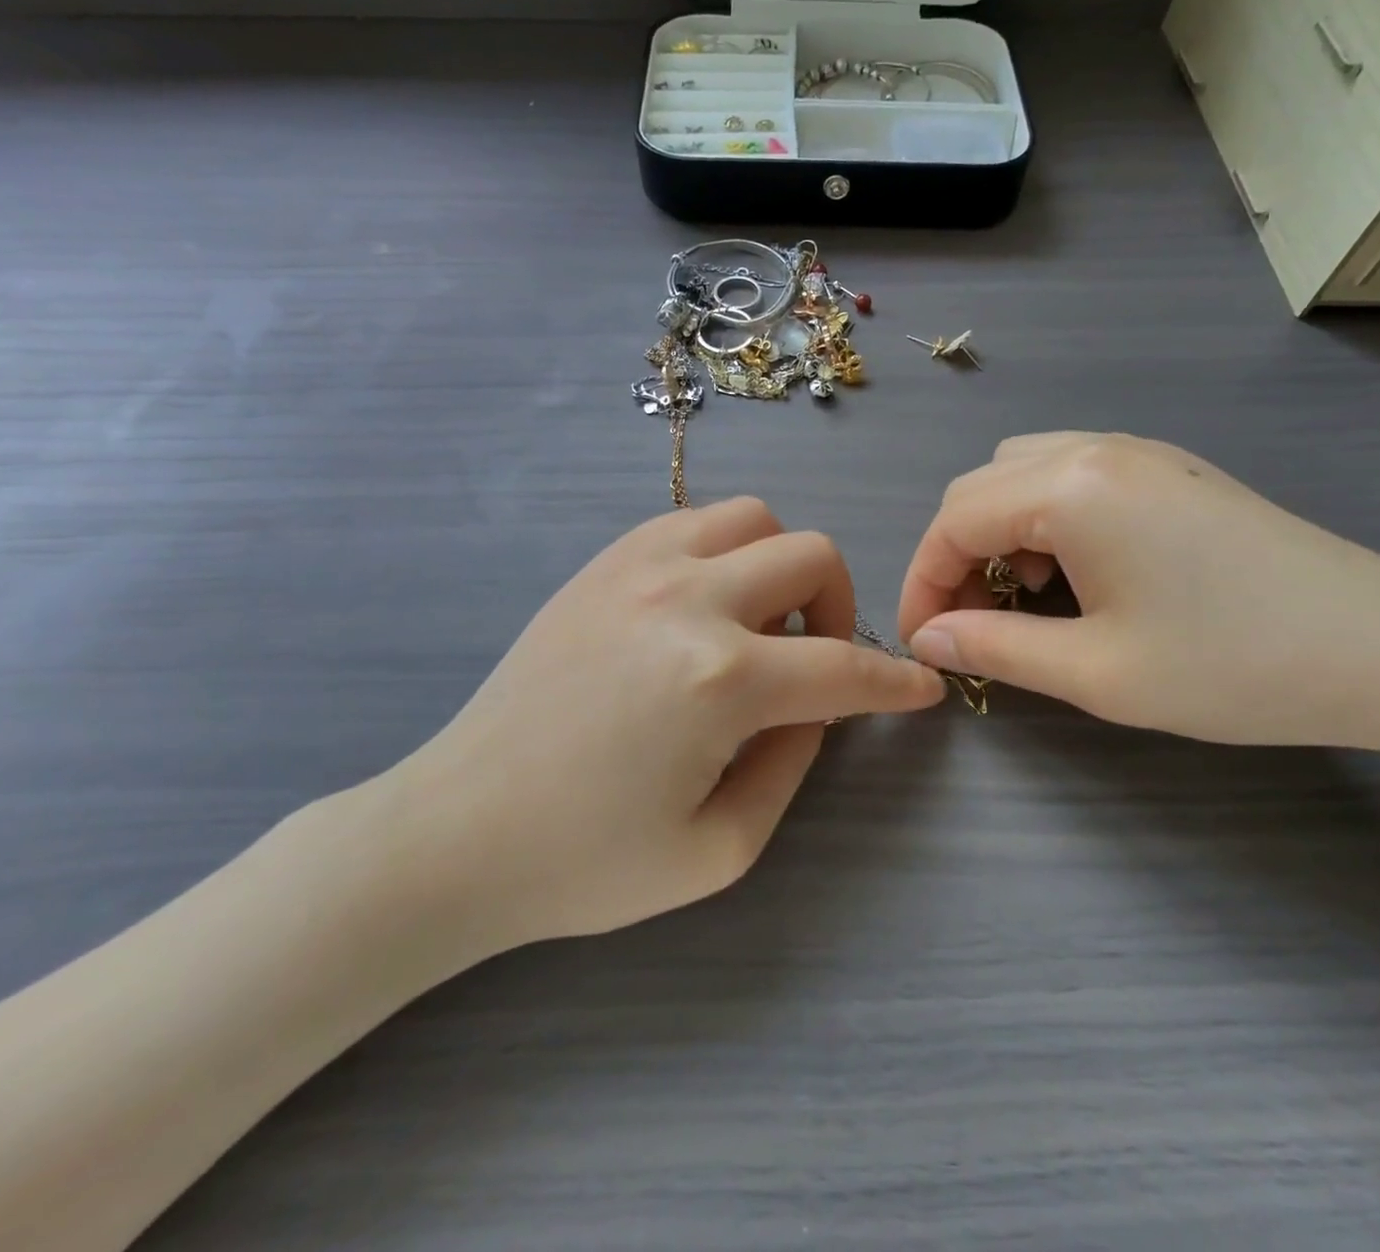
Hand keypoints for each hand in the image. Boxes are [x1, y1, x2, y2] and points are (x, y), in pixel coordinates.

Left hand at [379, 498, 944, 973]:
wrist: (457, 829)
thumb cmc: (587, 861)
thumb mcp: (720, 849)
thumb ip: (792, 765)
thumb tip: (815, 705)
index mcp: (722, 680)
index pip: (845, 666)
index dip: (897, 681)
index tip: (922, 688)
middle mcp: (689, 599)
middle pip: (812, 556)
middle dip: (842, 608)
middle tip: (820, 660)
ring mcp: (640, 566)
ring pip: (756, 517)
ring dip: (782, 566)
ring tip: (760, 623)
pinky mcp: (603, 562)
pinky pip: (693, 520)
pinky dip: (726, 549)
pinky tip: (706, 602)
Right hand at [898, 433, 1379, 757]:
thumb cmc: (1236, 667)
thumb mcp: (1098, 672)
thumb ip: (994, 648)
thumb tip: (926, 638)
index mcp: (1071, 487)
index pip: (953, 522)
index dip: (921, 582)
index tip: (921, 642)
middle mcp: (1096, 448)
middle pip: (979, 488)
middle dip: (953, 556)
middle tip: (964, 625)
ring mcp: (1140, 451)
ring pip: (1023, 473)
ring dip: (998, 532)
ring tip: (1023, 597)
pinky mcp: (1172, 469)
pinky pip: (1073, 474)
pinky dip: (1044, 517)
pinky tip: (1077, 571)